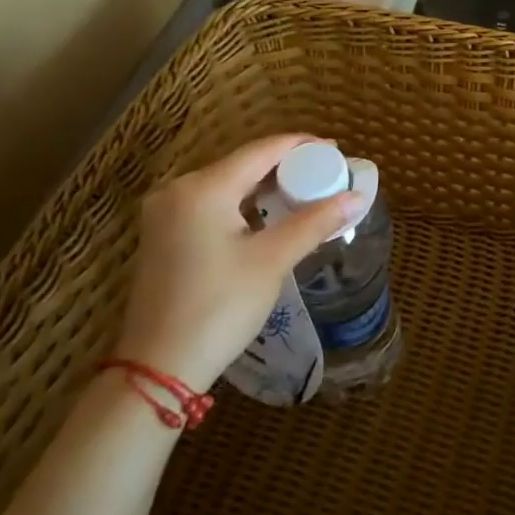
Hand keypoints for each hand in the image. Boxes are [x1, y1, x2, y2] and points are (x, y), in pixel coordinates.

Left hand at [118, 134, 362, 391]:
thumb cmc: (219, 308)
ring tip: (305, 192)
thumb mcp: (272, 261)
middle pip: (243, 164)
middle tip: (326, 175)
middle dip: (286, 167)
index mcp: (203, 188)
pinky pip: (212, 202)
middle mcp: (178, 189)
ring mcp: (165, 212)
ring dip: (265, 186)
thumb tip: (356, 197)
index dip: (301, 146)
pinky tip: (268, 214)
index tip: (336, 151)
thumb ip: (314, 222)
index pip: (261, 150)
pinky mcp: (163, 234)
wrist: (158, 369)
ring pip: (227, 183)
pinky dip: (243, 203)